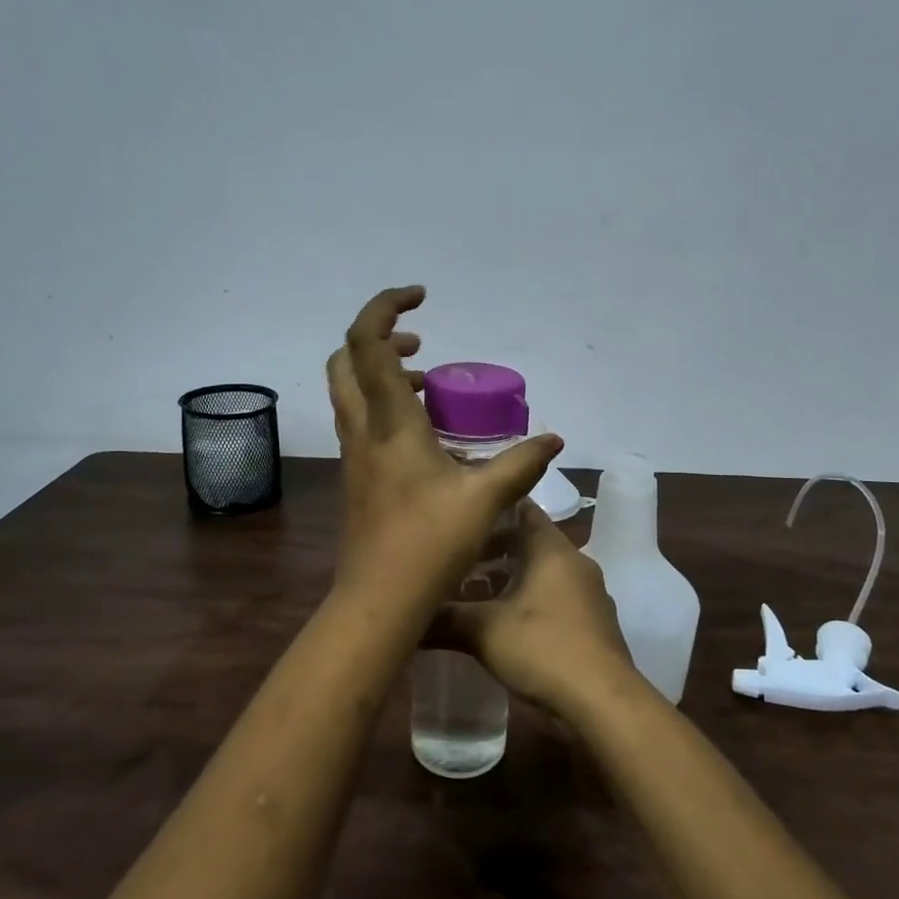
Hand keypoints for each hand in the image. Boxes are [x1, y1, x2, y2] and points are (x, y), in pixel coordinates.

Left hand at [328, 286, 561, 621]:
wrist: (378, 601)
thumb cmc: (428, 545)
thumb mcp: (484, 499)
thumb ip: (521, 463)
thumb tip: (553, 439)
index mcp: (389, 423)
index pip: (366, 343)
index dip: (385, 307)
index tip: (421, 298)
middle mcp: (363, 430)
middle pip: (345, 360)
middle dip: (379, 338)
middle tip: (420, 347)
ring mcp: (355, 455)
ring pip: (349, 391)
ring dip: (380, 372)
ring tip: (425, 384)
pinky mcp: (357, 477)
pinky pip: (361, 421)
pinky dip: (384, 405)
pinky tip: (424, 434)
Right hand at [427, 502, 640, 719]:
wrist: (603, 701)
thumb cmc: (543, 648)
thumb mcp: (484, 631)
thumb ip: (445, 619)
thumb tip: (409, 618)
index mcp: (553, 549)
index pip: (523, 510)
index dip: (492, 511)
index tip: (462, 518)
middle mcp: (576, 563)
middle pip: (532, 544)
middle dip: (496, 551)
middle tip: (459, 562)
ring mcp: (590, 594)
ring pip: (544, 574)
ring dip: (513, 580)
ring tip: (476, 596)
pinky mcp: (595, 624)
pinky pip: (558, 599)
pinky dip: (532, 603)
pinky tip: (508, 626)